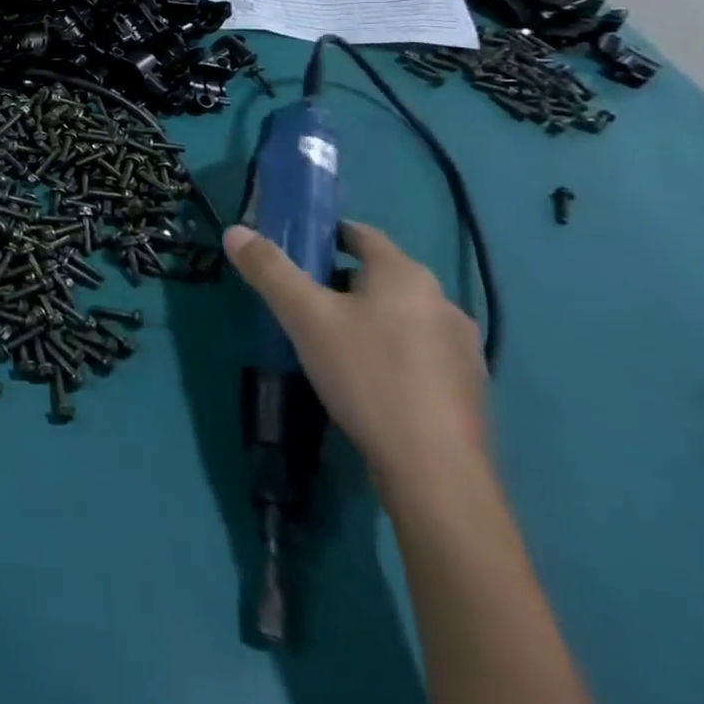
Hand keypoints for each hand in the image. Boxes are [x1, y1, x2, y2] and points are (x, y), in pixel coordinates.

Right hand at [223, 221, 487, 490]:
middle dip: (341, 280)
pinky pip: (419, 352)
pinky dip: (391, 352)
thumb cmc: (366, 376)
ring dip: (368, 318)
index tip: (295, 248)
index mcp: (405, 275)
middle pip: (381, 275)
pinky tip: (367, 380)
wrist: (436, 472)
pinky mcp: (469, 389)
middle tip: (301, 300)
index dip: (326, 234)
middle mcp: (442, 302)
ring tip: (330, 342)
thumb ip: (269, 270)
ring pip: (401, 315)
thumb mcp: (304, 317)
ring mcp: (462, 348)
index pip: (362, 234)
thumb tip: (235, 230)